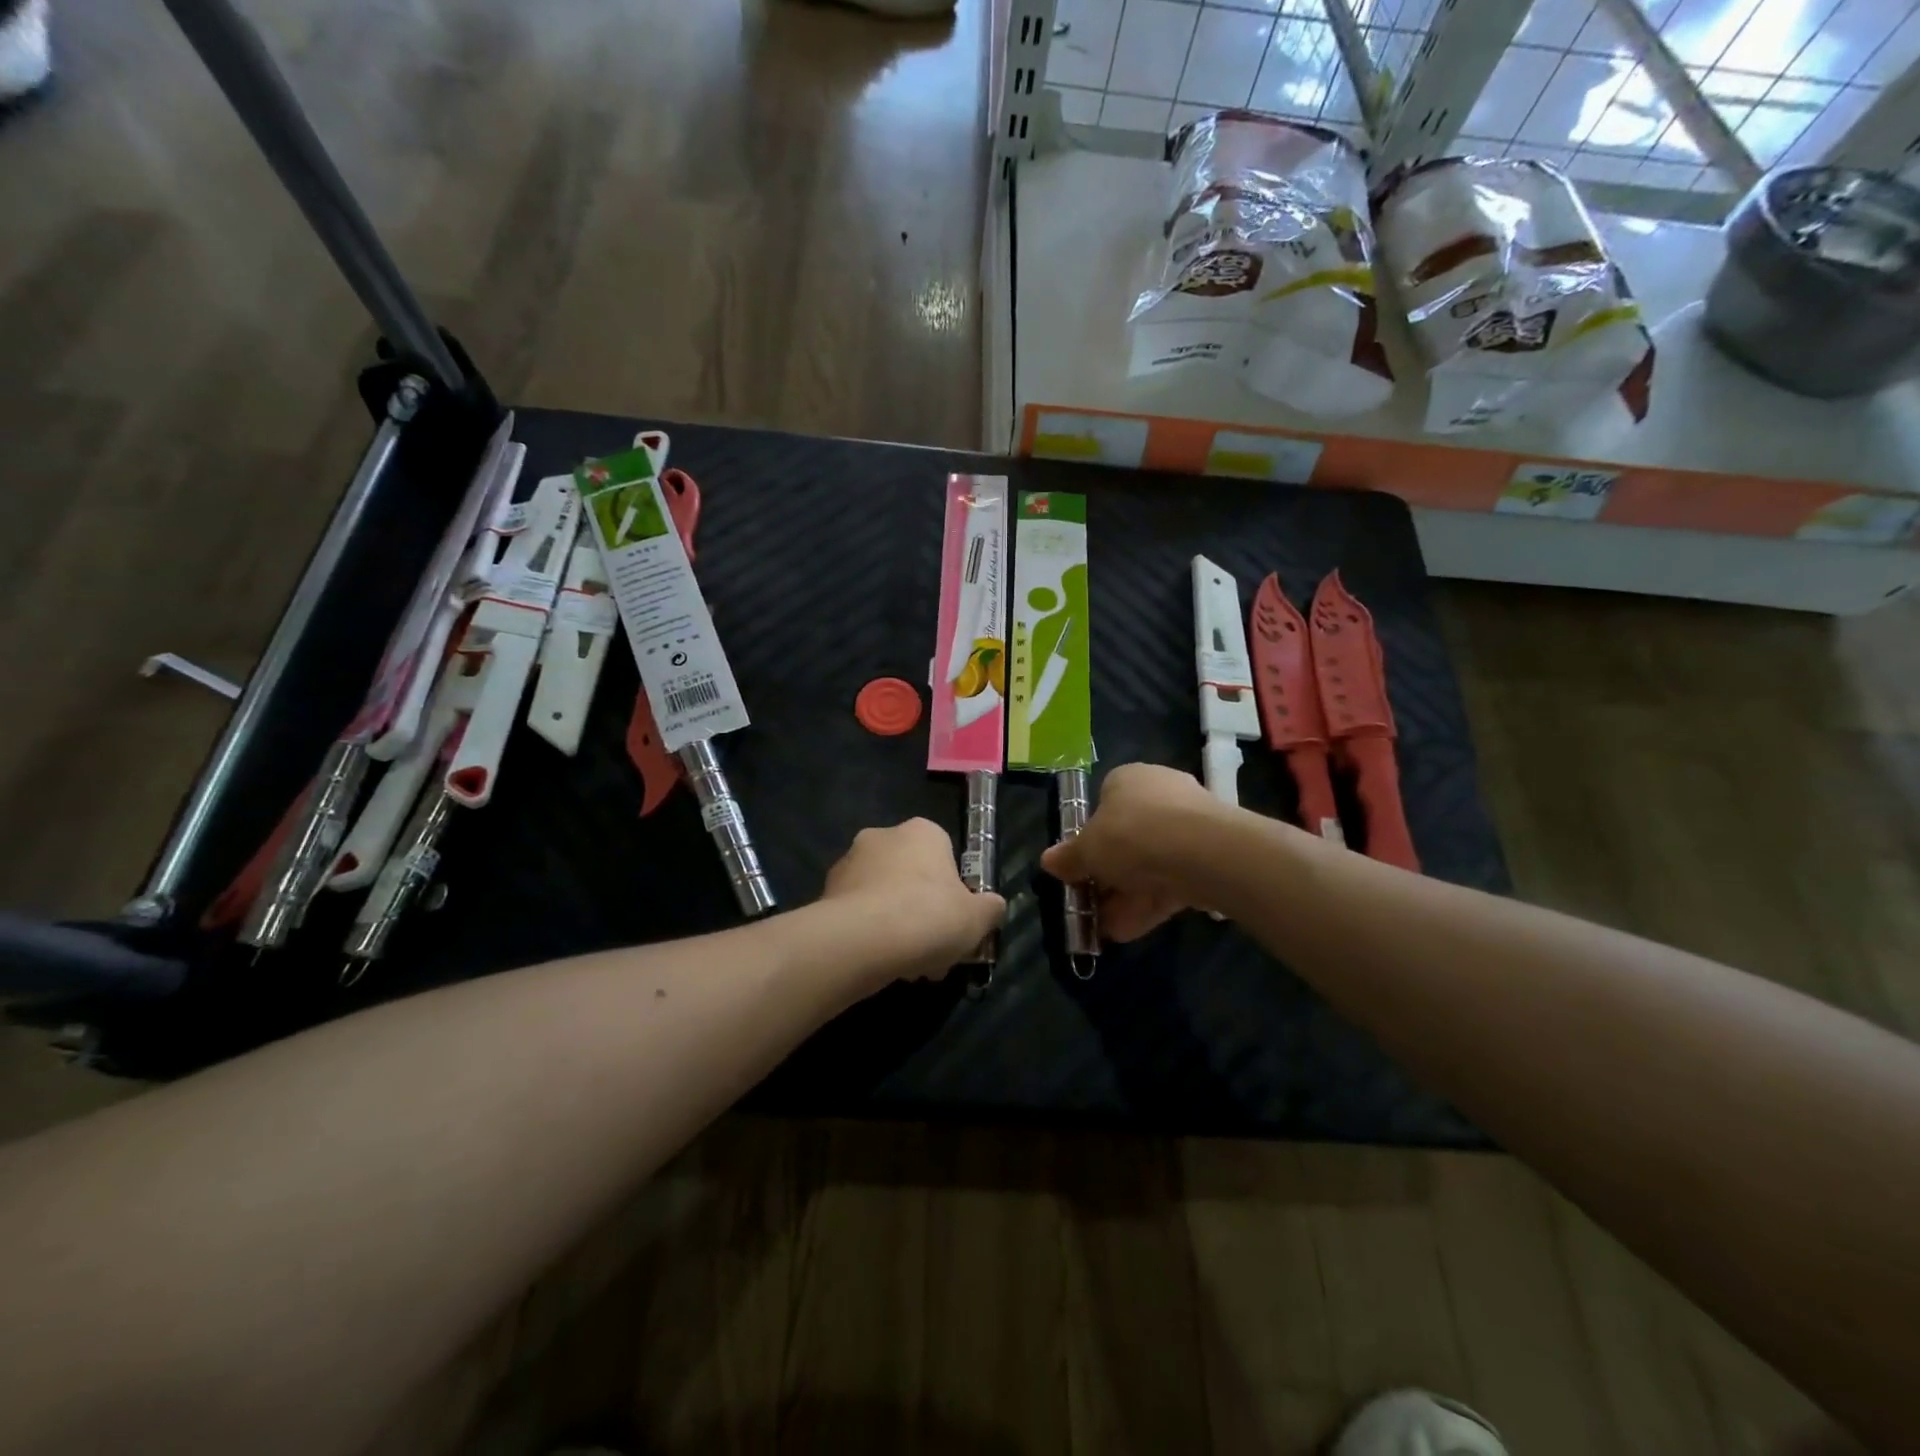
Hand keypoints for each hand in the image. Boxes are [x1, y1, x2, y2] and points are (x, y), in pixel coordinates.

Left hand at [822, 819, 1006, 981]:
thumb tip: (992, 906)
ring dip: (897, 928)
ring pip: (883, 898)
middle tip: (934, 953)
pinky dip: (870, 936)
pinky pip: (858, 915)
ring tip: (908, 968)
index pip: (944, 855)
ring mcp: (848, 864)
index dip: (953, 893)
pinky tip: (880, 966)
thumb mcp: (977, 918)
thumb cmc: (928, 916)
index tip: (956, 925)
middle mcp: (882, 837)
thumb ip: (990, 908)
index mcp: (921, 832)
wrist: (861, 940)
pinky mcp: (824, 893)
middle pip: (911, 878)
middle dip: (923, 914)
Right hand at [1041, 764, 1223, 941]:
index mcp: (1128, 779)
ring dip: (1126, 897)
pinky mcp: (1210, 856)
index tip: (1080, 867)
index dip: (1089, 837)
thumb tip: (1048, 861)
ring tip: (1105, 931)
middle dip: (1108, 876)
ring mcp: (1189, 825)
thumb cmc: (1131, 835)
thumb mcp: (1087, 850)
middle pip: (1127, 838)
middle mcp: (1160, 794)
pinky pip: (1172, 881)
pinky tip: (1128, 932)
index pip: (1104, 803)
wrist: (1202, 852)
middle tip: (1092, 904)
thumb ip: (1068, 858)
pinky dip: (1150, 905)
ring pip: (1150, 864)